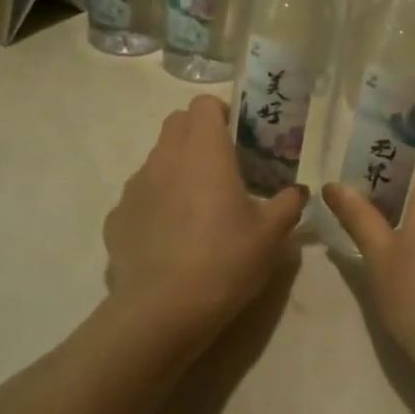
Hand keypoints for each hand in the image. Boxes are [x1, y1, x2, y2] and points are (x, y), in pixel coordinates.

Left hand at [102, 96, 306, 346]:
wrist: (162, 310)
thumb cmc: (225, 259)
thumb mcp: (272, 234)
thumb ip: (288, 203)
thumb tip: (297, 191)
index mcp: (204, 150)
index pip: (204, 104)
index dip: (221, 114)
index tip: (238, 140)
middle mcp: (164, 157)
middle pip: (177, 124)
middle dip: (198, 136)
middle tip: (222, 170)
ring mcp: (134, 186)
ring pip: (157, 160)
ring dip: (177, 170)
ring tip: (197, 210)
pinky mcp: (116, 216)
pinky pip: (140, 197)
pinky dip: (155, 205)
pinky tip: (170, 240)